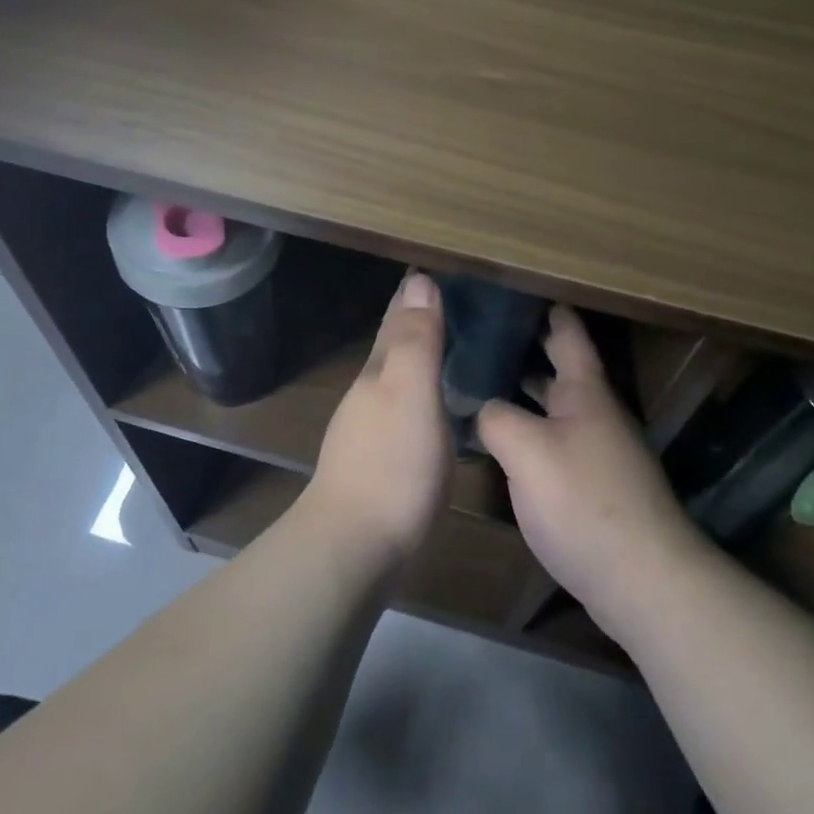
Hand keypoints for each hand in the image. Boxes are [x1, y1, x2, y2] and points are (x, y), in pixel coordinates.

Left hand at [305, 272, 452, 564]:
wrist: (356, 545)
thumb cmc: (391, 463)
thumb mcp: (410, 392)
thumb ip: (415, 340)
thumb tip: (419, 279)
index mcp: (379, 371)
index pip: (397, 318)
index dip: (415, 292)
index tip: (439, 268)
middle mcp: (371, 393)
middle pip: (395, 345)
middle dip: (418, 320)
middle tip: (456, 301)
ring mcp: (371, 429)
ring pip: (399, 378)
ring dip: (421, 358)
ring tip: (454, 346)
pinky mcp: (382, 462)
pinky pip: (407, 411)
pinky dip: (424, 395)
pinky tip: (440, 407)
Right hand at [478, 307, 707, 644]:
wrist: (642, 578)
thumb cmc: (583, 500)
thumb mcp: (526, 450)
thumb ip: (494, 417)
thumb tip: (478, 406)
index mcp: (585, 391)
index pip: (567, 331)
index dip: (545, 307)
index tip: (515, 287)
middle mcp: (595, 412)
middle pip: (558, 367)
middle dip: (524, 347)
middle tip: (479, 333)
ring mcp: (597, 450)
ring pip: (553, 407)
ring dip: (522, 392)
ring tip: (478, 380)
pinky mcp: (593, 484)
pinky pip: (554, 441)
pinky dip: (527, 429)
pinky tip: (499, 440)